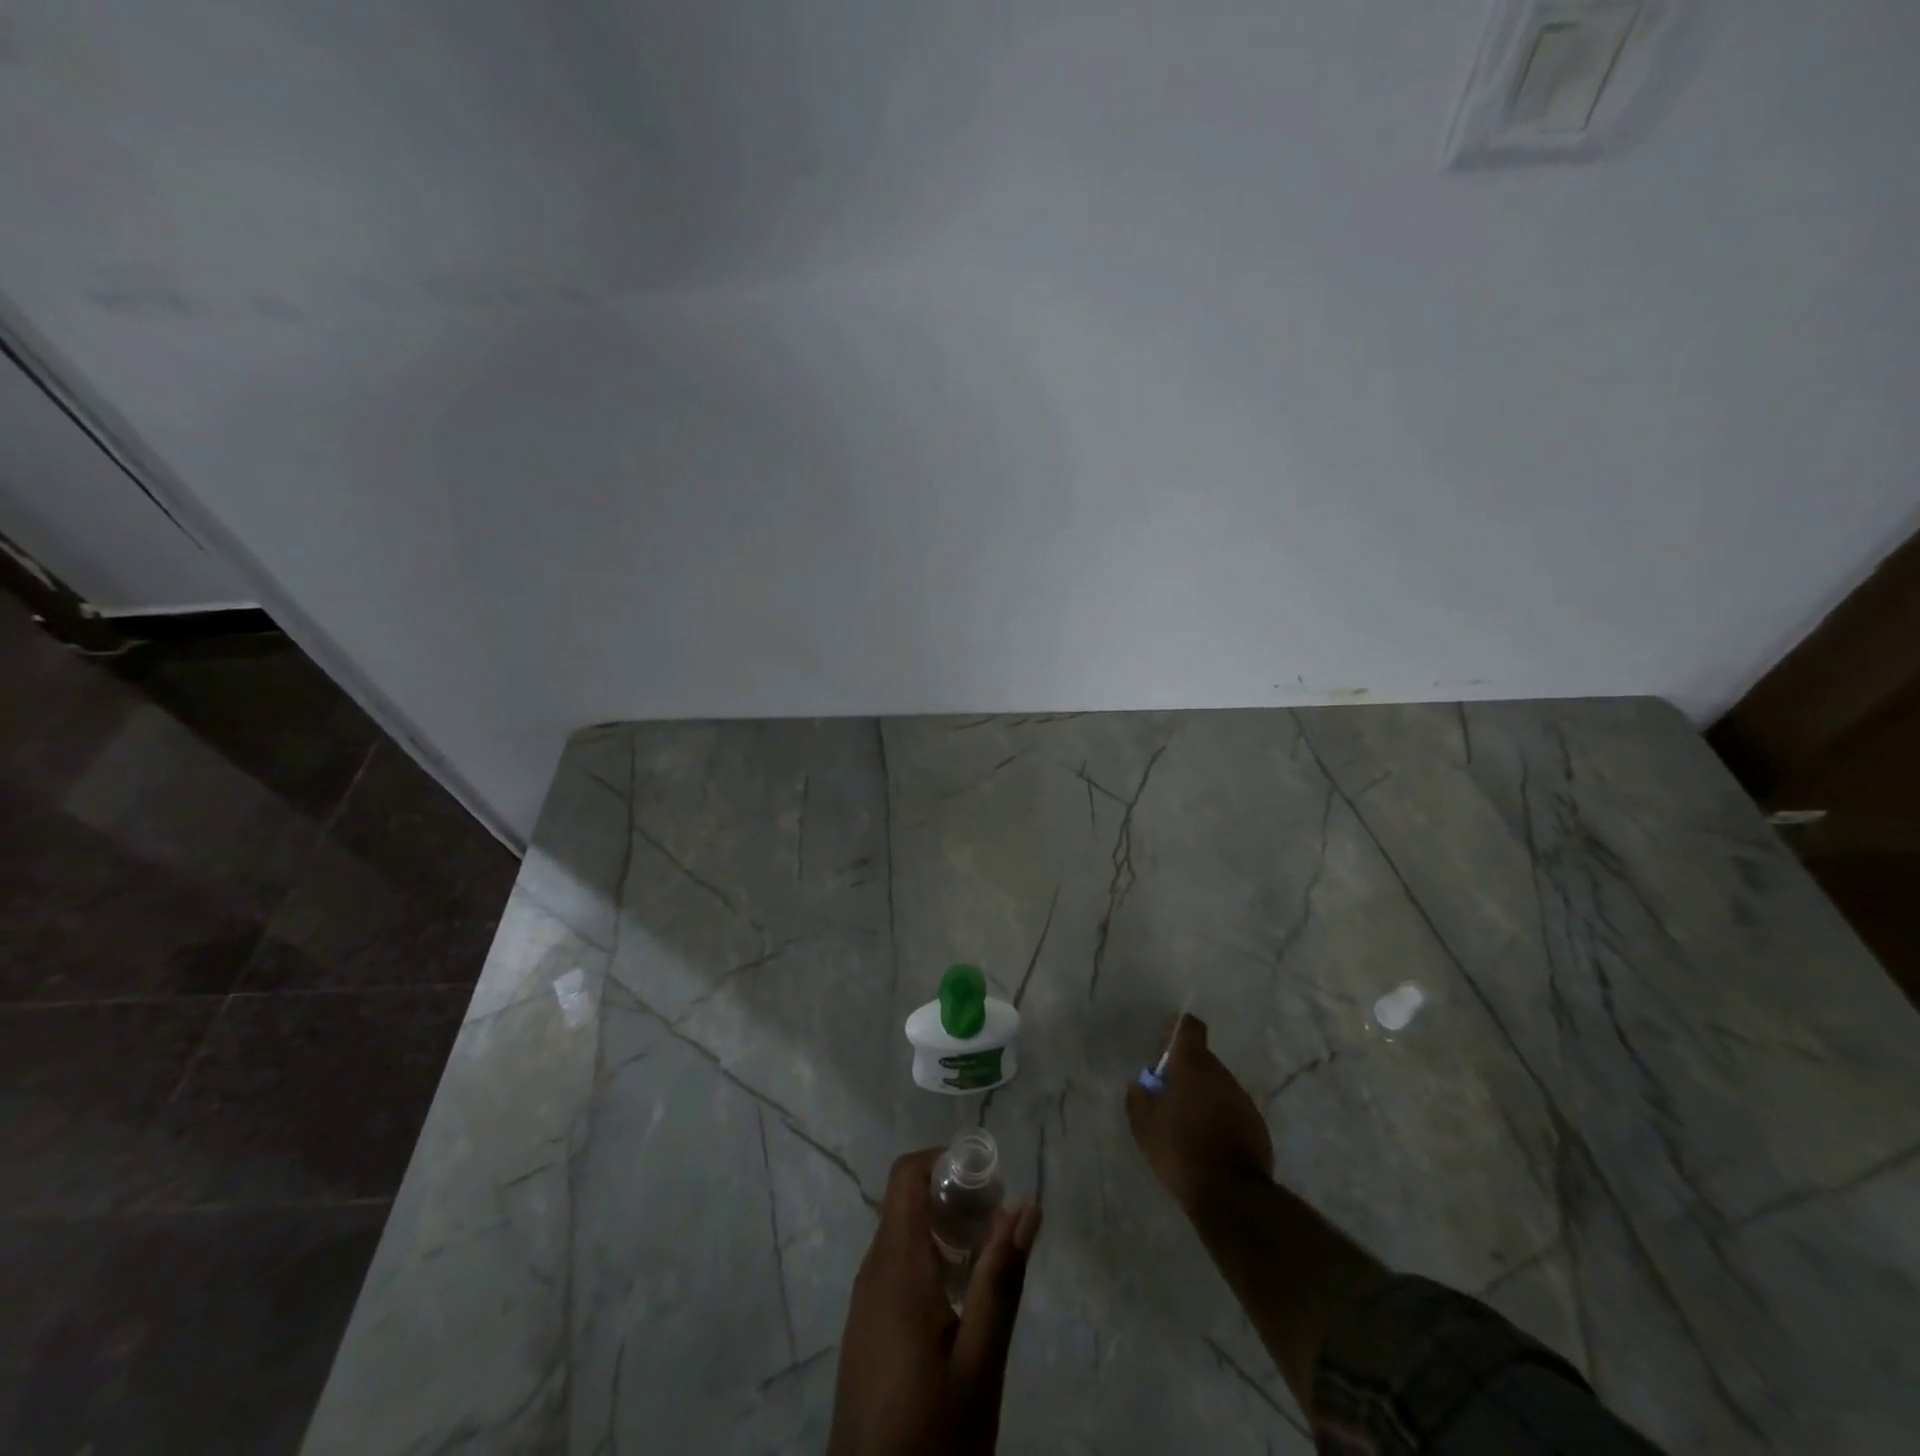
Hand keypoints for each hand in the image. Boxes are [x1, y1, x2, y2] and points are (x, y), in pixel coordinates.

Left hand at [829, 1149, 1042, 1455]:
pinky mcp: (865, 1326)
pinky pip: (896, 1265)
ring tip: (987, 1261)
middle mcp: (873, 1269)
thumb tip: (1027, 1207)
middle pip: (908, 1200)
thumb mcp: (979, 1363)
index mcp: (897, 1265)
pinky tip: (959, 1299)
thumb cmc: (931, 1434)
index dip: (945, 1160)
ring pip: (903, 1232)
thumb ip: (1000, 1280)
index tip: (988, 1183)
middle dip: (954, 1197)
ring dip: (944, 1229)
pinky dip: (929, 1258)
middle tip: (998, 1225)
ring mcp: (864, 1299)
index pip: (907, 1174)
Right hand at [1125, 1014, 1274, 1214]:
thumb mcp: (1145, 1128)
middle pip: (1203, 1058)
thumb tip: (1138, 1085)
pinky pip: (1232, 1109)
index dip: (1177, 1030)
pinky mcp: (1257, 1124)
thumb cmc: (1181, 1151)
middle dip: (1186, 1070)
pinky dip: (1220, 1116)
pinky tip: (1208, 1140)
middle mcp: (1220, 1074)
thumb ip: (1138, 1100)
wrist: (1232, 1195)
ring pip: (1218, 1085)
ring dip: (1204, 1094)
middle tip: (1169, 1093)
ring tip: (1188, 1121)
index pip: (1189, 1028)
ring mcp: (1242, 1099)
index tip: (1165, 1044)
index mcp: (1192, 1066)